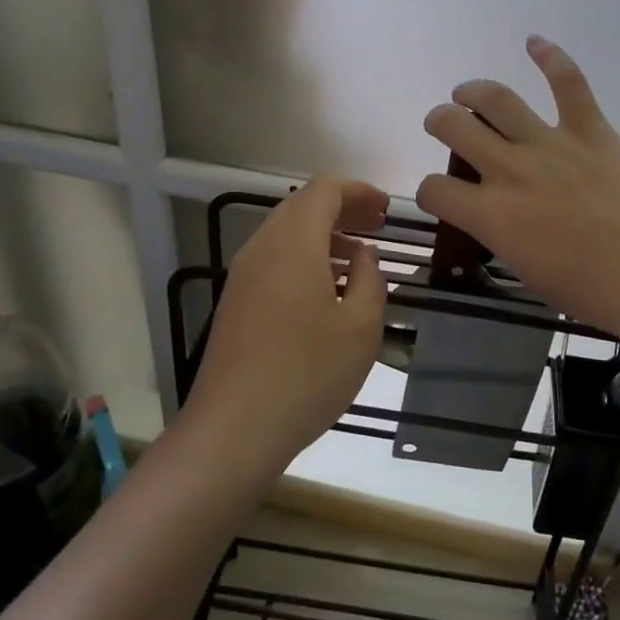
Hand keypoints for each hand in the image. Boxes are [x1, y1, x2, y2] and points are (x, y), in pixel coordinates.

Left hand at [184, 177, 388, 472]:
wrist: (233, 429)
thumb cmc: (307, 373)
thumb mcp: (360, 327)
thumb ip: (369, 279)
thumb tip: (362, 255)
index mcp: (293, 243)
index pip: (325, 189)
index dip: (359, 191)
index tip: (386, 211)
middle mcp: (262, 247)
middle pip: (302, 206)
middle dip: (343, 209)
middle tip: (377, 228)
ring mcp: (243, 275)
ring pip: (286, 233)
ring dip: (323, 234)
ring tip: (357, 258)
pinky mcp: (235, 302)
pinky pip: (273, 259)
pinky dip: (304, 257)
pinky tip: (325, 290)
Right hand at [416, 37, 619, 352]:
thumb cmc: (591, 291)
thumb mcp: (526, 270)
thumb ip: (501, 234)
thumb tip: (496, 214)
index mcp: (491, 214)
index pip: (434, 189)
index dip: (430, 191)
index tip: (442, 195)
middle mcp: (511, 170)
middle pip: (453, 127)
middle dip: (440, 122)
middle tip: (444, 124)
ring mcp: (552, 145)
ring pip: (498, 99)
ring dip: (473, 91)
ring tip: (466, 92)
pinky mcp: (592, 131)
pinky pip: (568, 83)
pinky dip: (551, 57)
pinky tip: (535, 42)